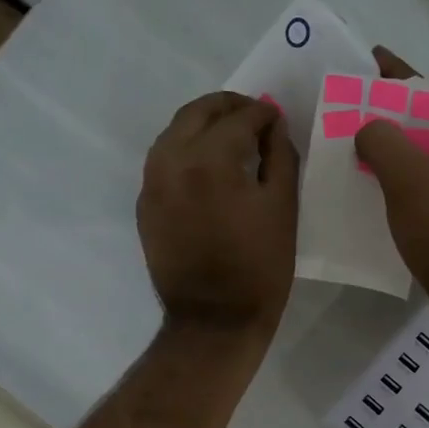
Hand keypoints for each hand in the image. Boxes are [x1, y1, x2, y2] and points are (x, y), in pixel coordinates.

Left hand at [137, 92, 298, 337]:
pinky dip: (186, 150)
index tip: (276, 119)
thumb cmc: (259, 267)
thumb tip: (272, 126)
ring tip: (231, 136)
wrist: (213, 320)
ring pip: (174, 132)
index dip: (263, 114)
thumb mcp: (283, 208)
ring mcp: (151, 183)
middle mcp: (172, 161)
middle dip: (229, 107)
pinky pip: (163, 160)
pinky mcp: (145, 204)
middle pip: (198, 113)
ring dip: (203, 125)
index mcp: (210, 160)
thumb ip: (280, 155)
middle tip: (254, 116)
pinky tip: (208, 165)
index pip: (239, 118)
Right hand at [356, 47, 428, 327]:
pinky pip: (421, 184)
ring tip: (345, 145)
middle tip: (342, 110)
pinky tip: (366, 185)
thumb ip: (383, 142)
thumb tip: (366, 127)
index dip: (392, 76)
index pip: (427, 93)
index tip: (363, 61)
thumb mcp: (411, 182)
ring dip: (386, 152)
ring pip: (419, 157)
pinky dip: (395, 180)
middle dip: (383, 118)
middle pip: (422, 124)